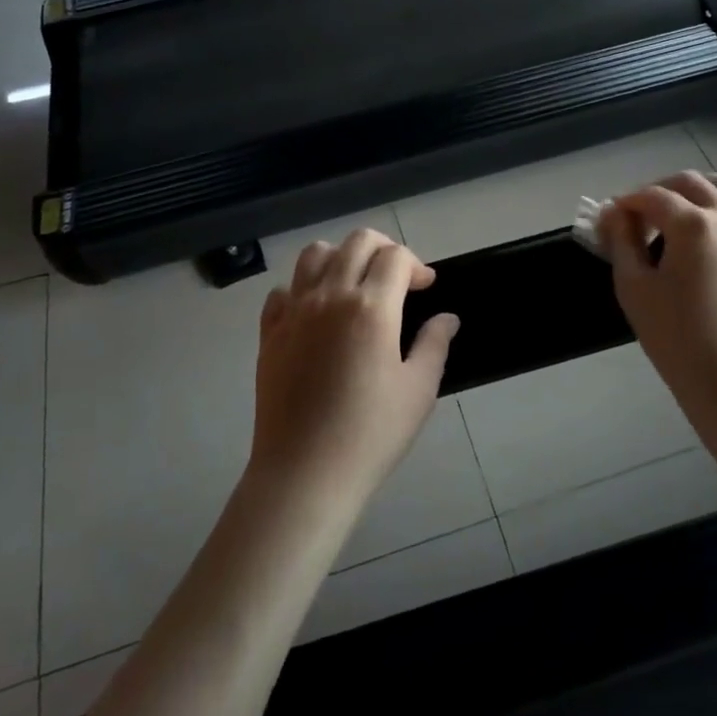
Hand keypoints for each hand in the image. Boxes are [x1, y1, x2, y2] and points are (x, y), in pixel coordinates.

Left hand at [250, 228, 459, 513]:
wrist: (304, 473)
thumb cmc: (370, 433)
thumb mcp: (418, 390)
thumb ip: (434, 344)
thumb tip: (447, 318)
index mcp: (371, 307)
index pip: (396, 257)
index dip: (416, 265)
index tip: (426, 287)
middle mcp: (330, 296)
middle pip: (357, 242)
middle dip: (384, 249)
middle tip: (397, 279)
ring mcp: (294, 311)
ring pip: (314, 254)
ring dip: (341, 257)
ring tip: (355, 285)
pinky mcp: (269, 332)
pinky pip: (283, 290)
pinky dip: (303, 289)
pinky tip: (316, 314)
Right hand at [598, 172, 716, 432]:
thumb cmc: (676, 338)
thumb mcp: (634, 287)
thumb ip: (622, 241)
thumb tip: (614, 212)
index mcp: (692, 225)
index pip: (651, 197)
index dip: (626, 202)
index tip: (610, 218)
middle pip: (691, 183)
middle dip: (660, 189)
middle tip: (641, 214)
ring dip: (703, 186)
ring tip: (686, 202)